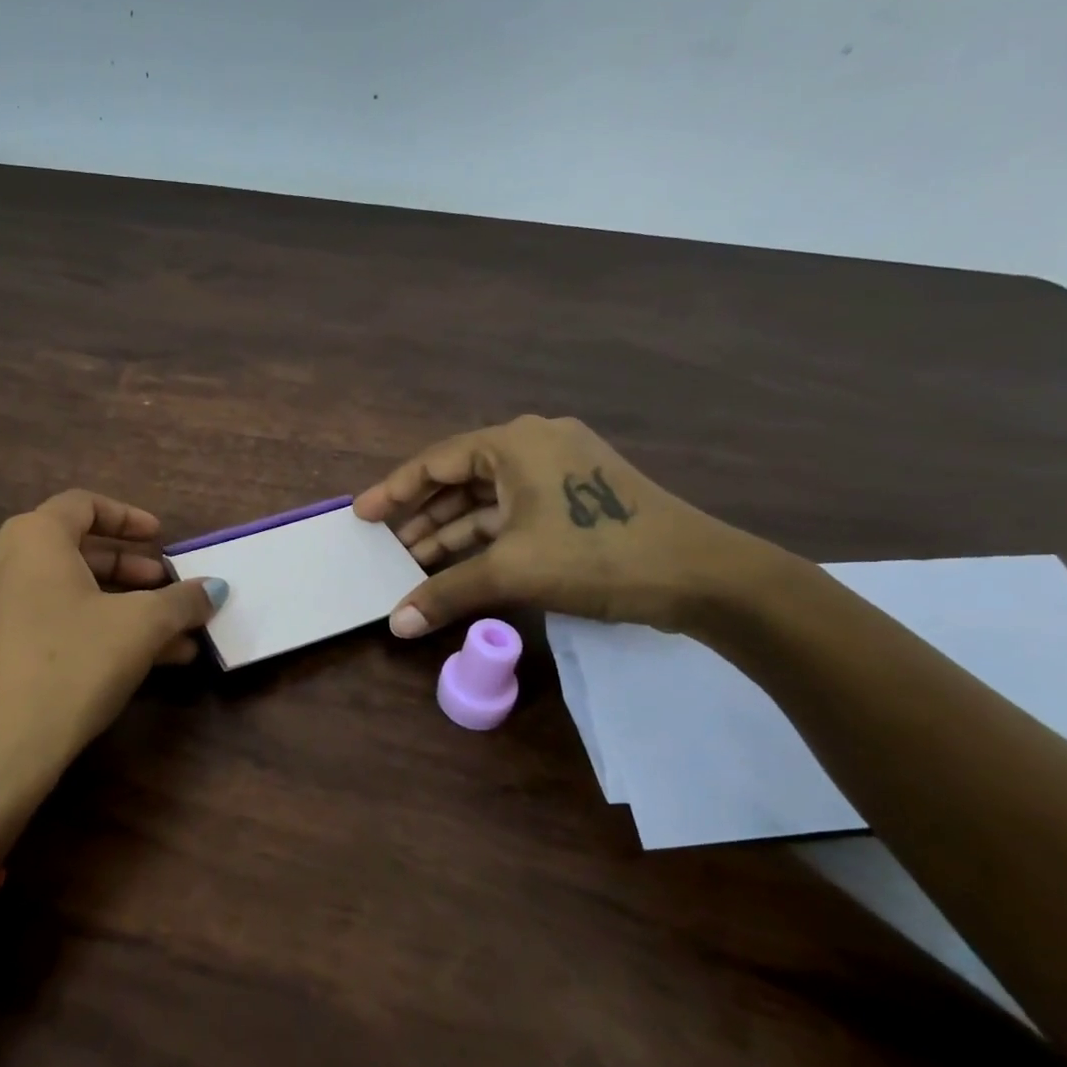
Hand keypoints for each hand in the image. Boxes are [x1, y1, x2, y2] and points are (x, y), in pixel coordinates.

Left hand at [0, 490, 227, 856]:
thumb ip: (182, 600)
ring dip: (115, 606)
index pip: (83, 504)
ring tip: (165, 637)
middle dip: (129, 570)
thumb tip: (215, 588)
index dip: (129, 518)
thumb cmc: (71, 664)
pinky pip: (39, 619)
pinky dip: (83, 627)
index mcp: (31, 536)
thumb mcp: (140, 627)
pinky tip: (127, 662)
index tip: (161, 538)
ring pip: (60, 590)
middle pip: (73, 550)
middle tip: (165, 588)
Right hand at [353, 415, 773, 637]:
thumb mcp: (512, 572)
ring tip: (414, 563)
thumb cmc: (597, 555)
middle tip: (386, 548)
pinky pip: (515, 511)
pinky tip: (460, 563)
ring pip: (489, 498)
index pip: (436, 462)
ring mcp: (560, 470)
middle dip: (423, 517)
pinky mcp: (578, 497)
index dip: (394, 490)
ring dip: (453, 530)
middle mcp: (535, 444)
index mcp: (515, 442)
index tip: (362, 516)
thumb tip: (395, 624)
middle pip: (460, 478)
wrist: (704, 576)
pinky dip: (486, 536)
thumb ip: (446, 592)